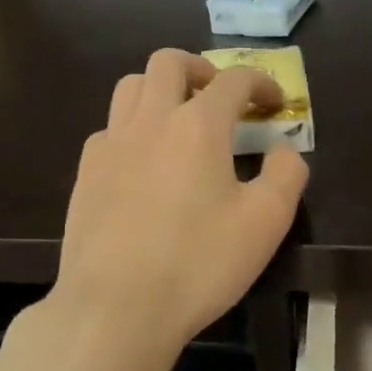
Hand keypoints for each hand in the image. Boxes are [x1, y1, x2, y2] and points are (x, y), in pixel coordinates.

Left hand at [51, 50, 309, 362]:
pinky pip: (109, 127)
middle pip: (168, 62)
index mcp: (197, 125)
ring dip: (160, 88)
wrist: (114, 308)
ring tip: (178, 118)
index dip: (261, 82)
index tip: (275, 103)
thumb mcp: (265, 223)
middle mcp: (150, 120)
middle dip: (200, 68)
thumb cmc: (198, 264)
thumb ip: (286, 176)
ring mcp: (111, 144)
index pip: (234, 80)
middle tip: (219, 95)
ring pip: (131, 86)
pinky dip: (132, 127)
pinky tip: (143, 161)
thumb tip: (284, 151)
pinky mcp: (86, 172)